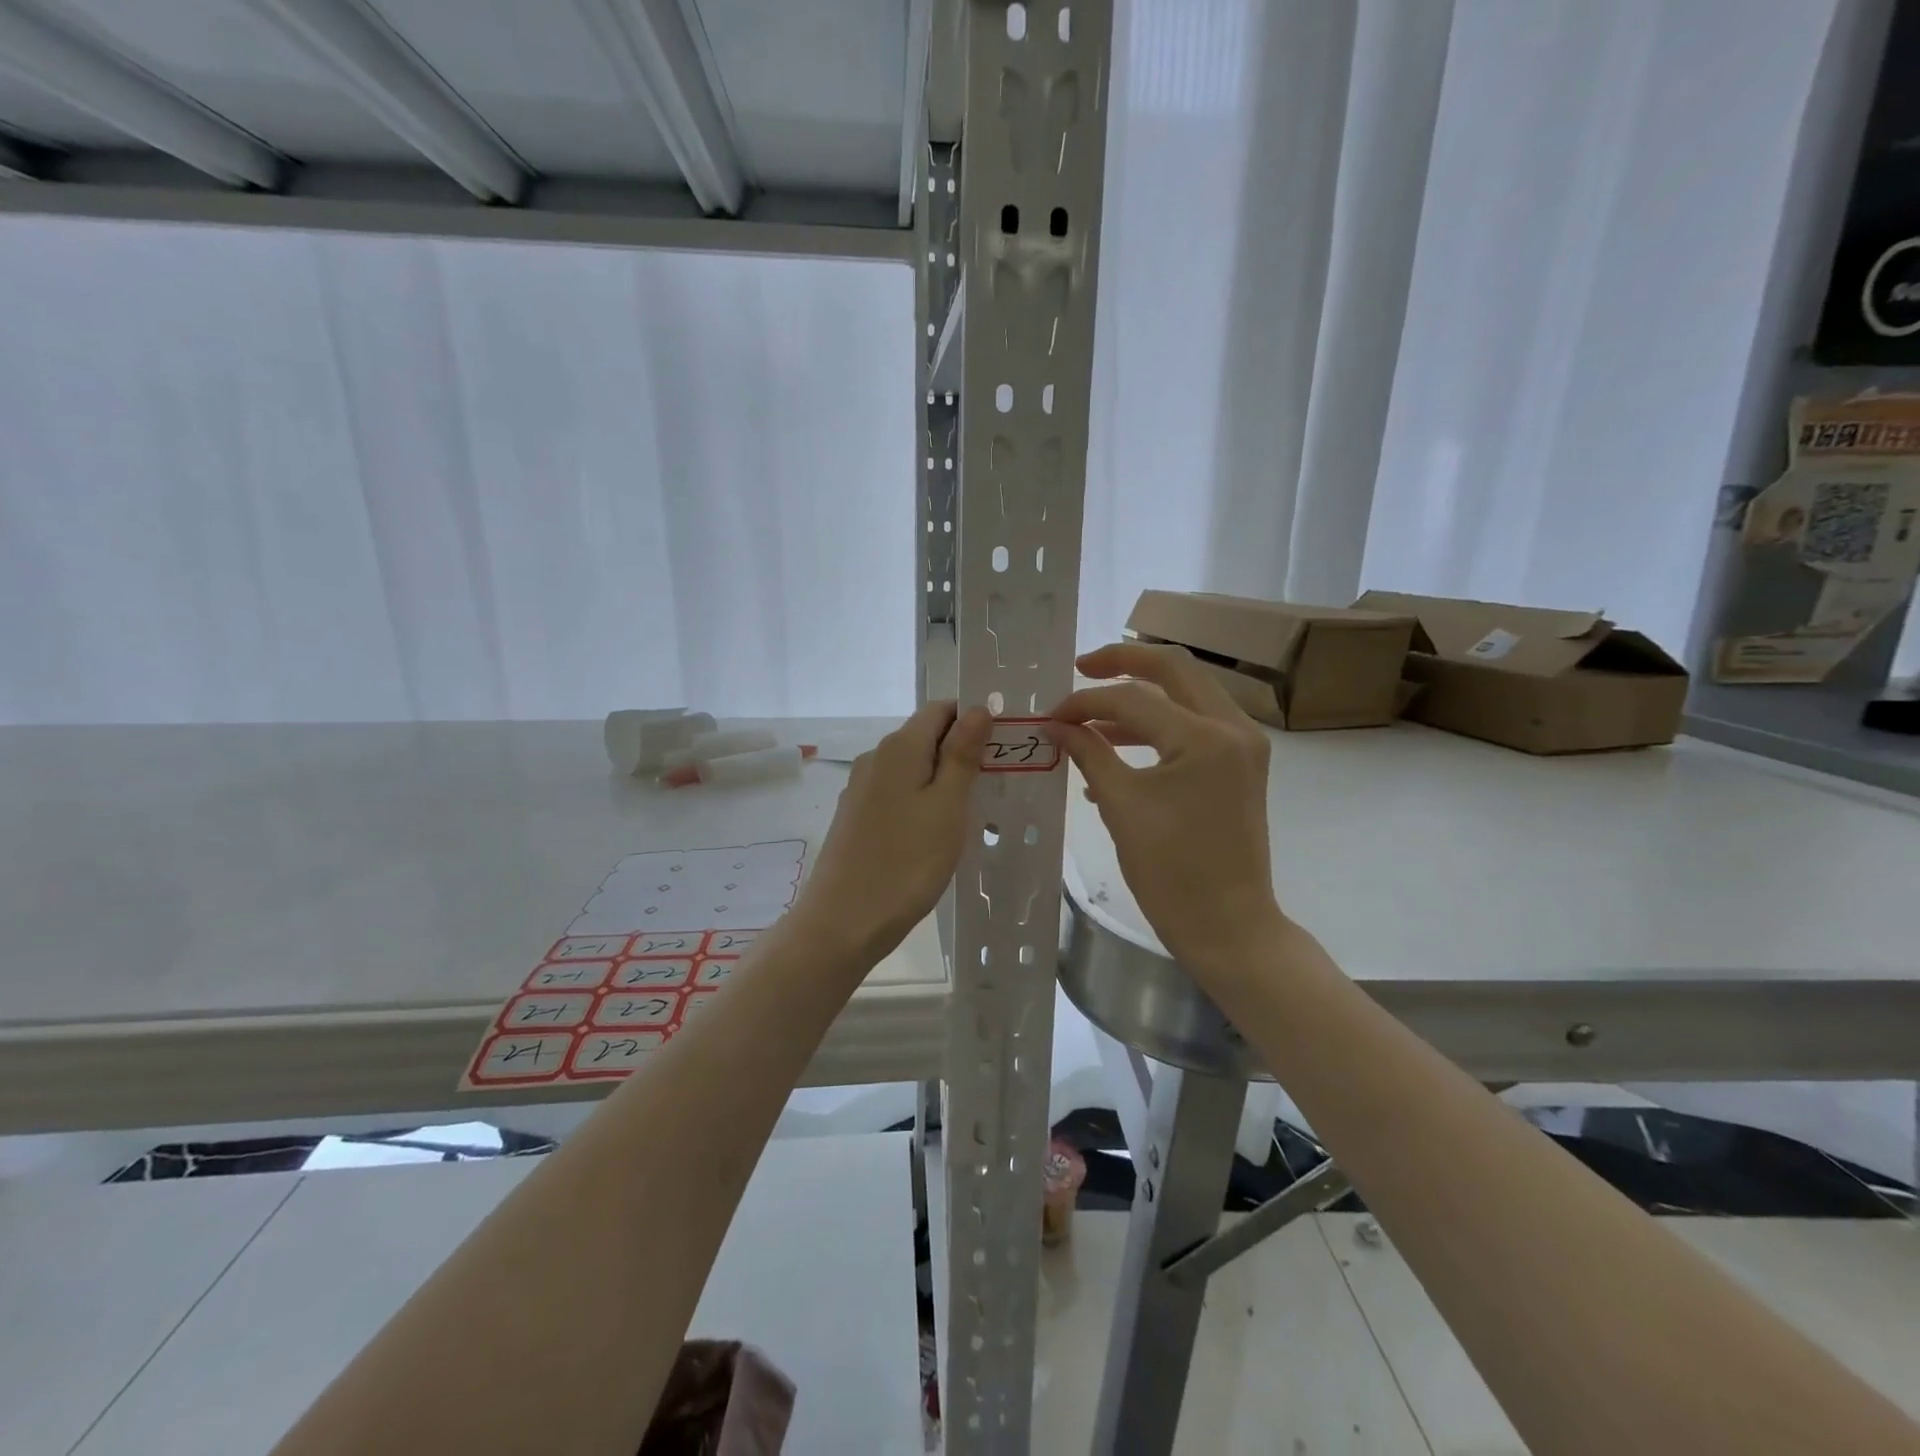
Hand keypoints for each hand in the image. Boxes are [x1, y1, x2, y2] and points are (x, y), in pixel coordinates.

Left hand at [798, 701, 990, 961]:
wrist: (844, 920)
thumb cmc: (907, 861)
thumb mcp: (947, 805)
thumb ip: (962, 754)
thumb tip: (977, 708)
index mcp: (899, 748)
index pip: (940, 709)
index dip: (971, 719)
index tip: (1000, 746)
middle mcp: (875, 758)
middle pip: (924, 737)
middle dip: (960, 751)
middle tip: (994, 782)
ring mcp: (861, 789)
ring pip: (911, 768)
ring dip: (941, 780)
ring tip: (971, 811)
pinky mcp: (855, 817)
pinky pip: (896, 794)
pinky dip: (920, 801)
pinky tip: (935, 832)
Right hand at [1047, 643, 1286, 978]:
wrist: (1228, 927)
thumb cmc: (1172, 872)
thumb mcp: (1121, 806)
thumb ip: (1088, 753)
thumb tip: (1056, 724)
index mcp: (1206, 737)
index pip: (1134, 698)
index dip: (1085, 701)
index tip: (1051, 716)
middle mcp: (1234, 728)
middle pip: (1174, 669)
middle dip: (1123, 663)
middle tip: (1081, 668)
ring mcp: (1242, 746)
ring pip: (1186, 695)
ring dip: (1138, 699)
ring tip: (1089, 720)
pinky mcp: (1239, 766)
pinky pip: (1193, 727)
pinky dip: (1155, 729)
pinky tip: (1112, 753)